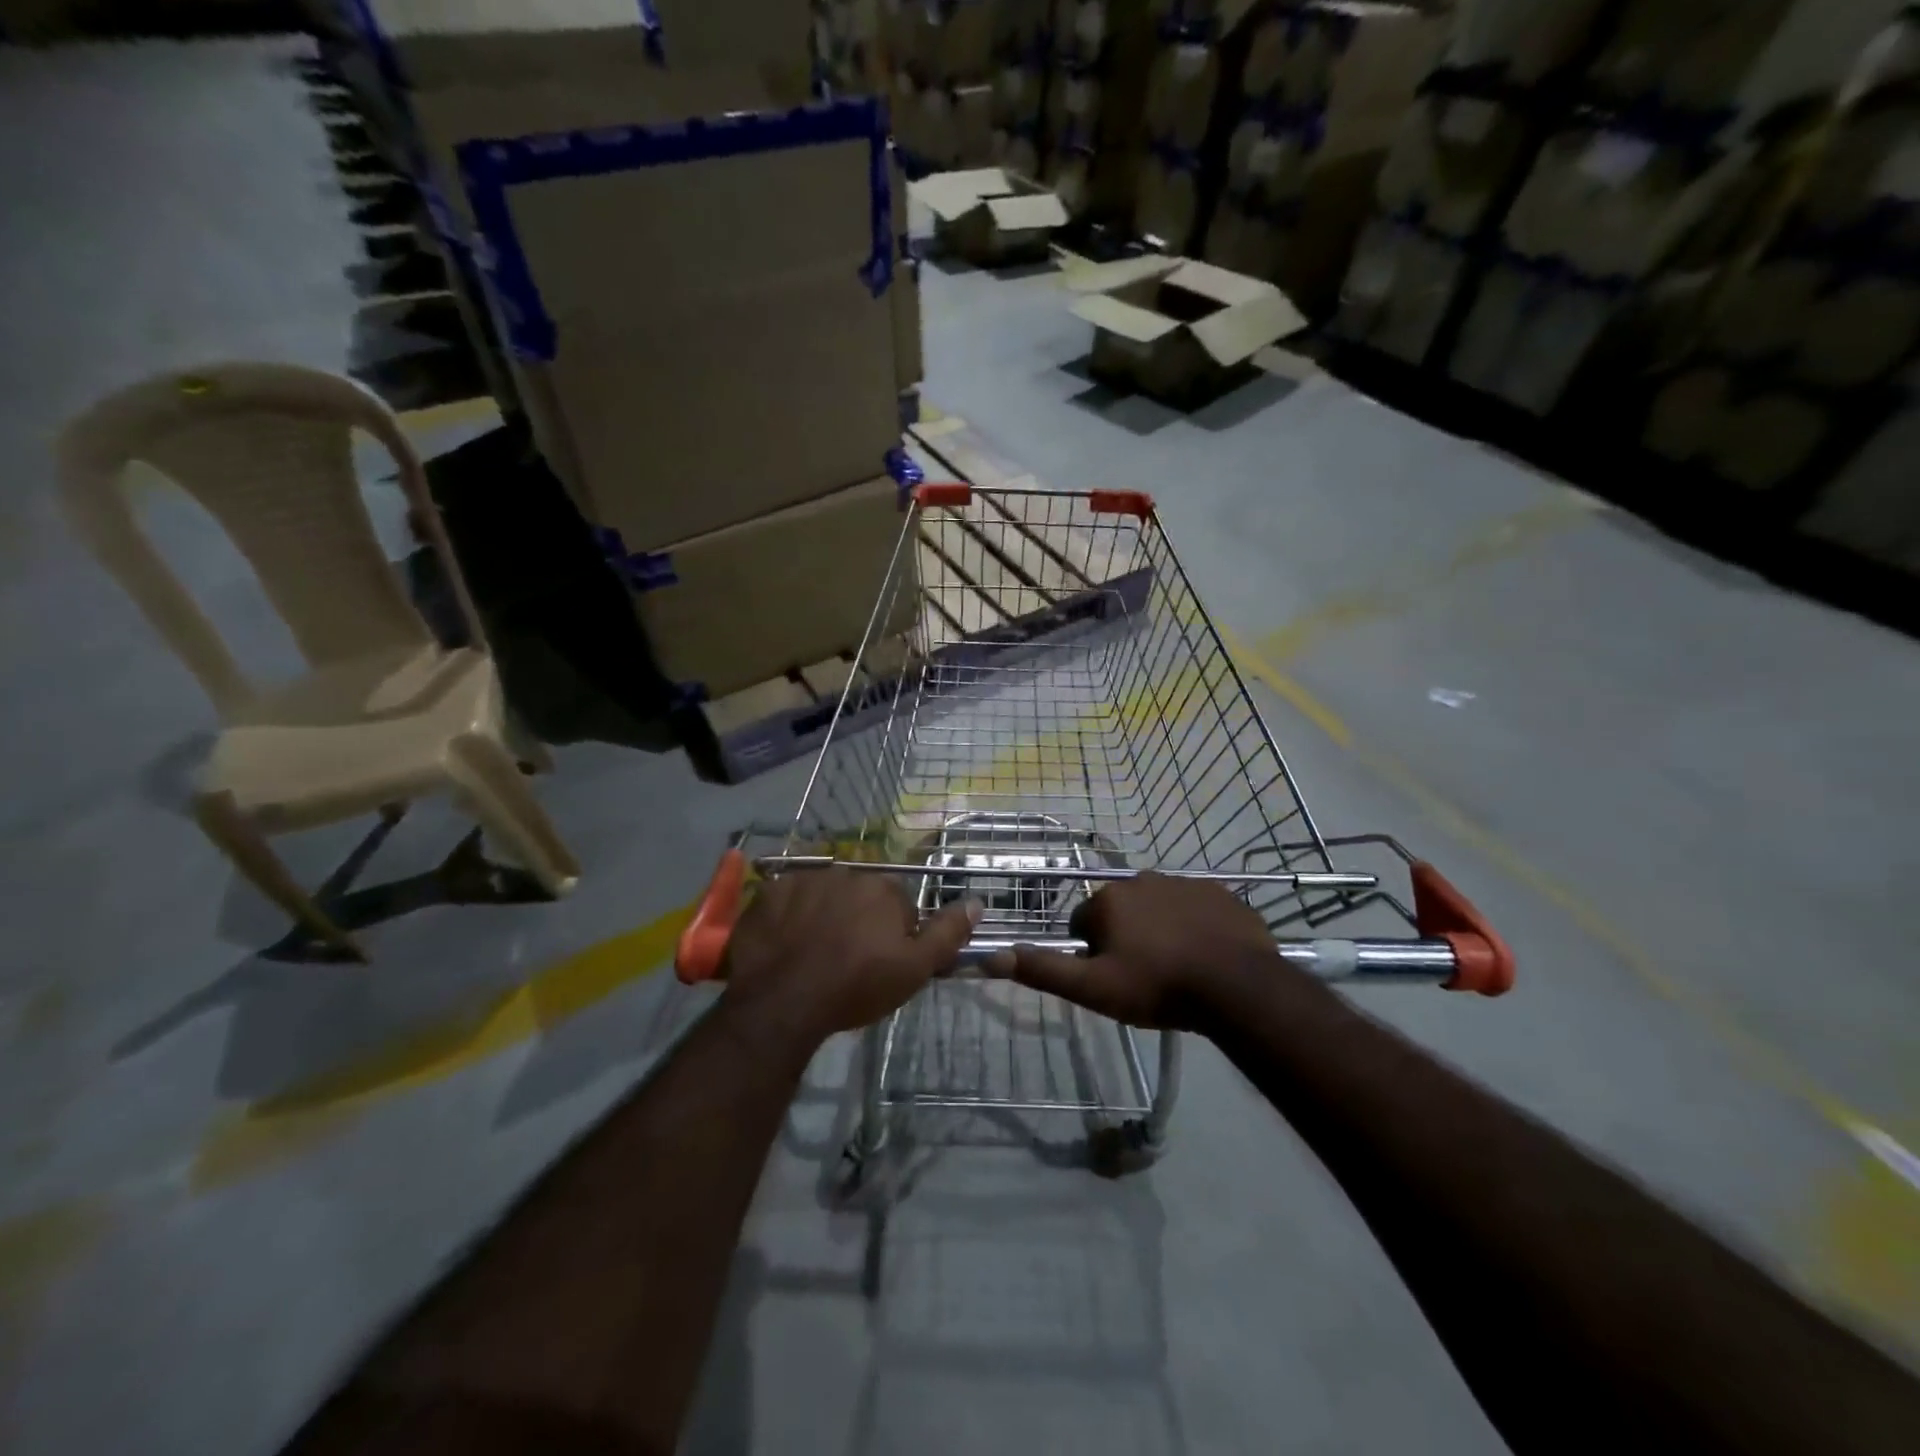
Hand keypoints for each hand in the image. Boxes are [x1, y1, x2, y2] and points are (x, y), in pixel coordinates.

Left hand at [723, 869, 979, 1044]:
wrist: (783, 1001)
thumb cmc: (856, 986)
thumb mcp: (915, 968)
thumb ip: (948, 933)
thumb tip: (977, 901)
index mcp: (884, 888)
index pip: (899, 905)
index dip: (894, 935)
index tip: (881, 963)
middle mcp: (846, 872)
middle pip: (860, 896)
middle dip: (859, 920)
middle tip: (847, 961)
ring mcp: (804, 879)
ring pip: (824, 895)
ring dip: (824, 915)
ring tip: (813, 955)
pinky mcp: (769, 892)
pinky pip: (787, 899)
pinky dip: (789, 916)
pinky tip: (786, 944)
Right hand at [989, 873, 1276, 1029]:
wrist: (1237, 986)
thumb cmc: (1158, 987)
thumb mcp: (1094, 989)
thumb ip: (1044, 970)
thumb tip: (992, 955)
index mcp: (1107, 900)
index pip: (1082, 924)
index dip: (1092, 954)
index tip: (1112, 978)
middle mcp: (1140, 880)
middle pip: (1119, 912)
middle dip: (1125, 938)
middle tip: (1144, 976)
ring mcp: (1182, 882)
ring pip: (1157, 907)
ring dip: (1159, 930)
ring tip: (1177, 968)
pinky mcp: (1218, 892)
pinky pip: (1194, 907)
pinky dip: (1193, 925)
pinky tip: (1206, 954)